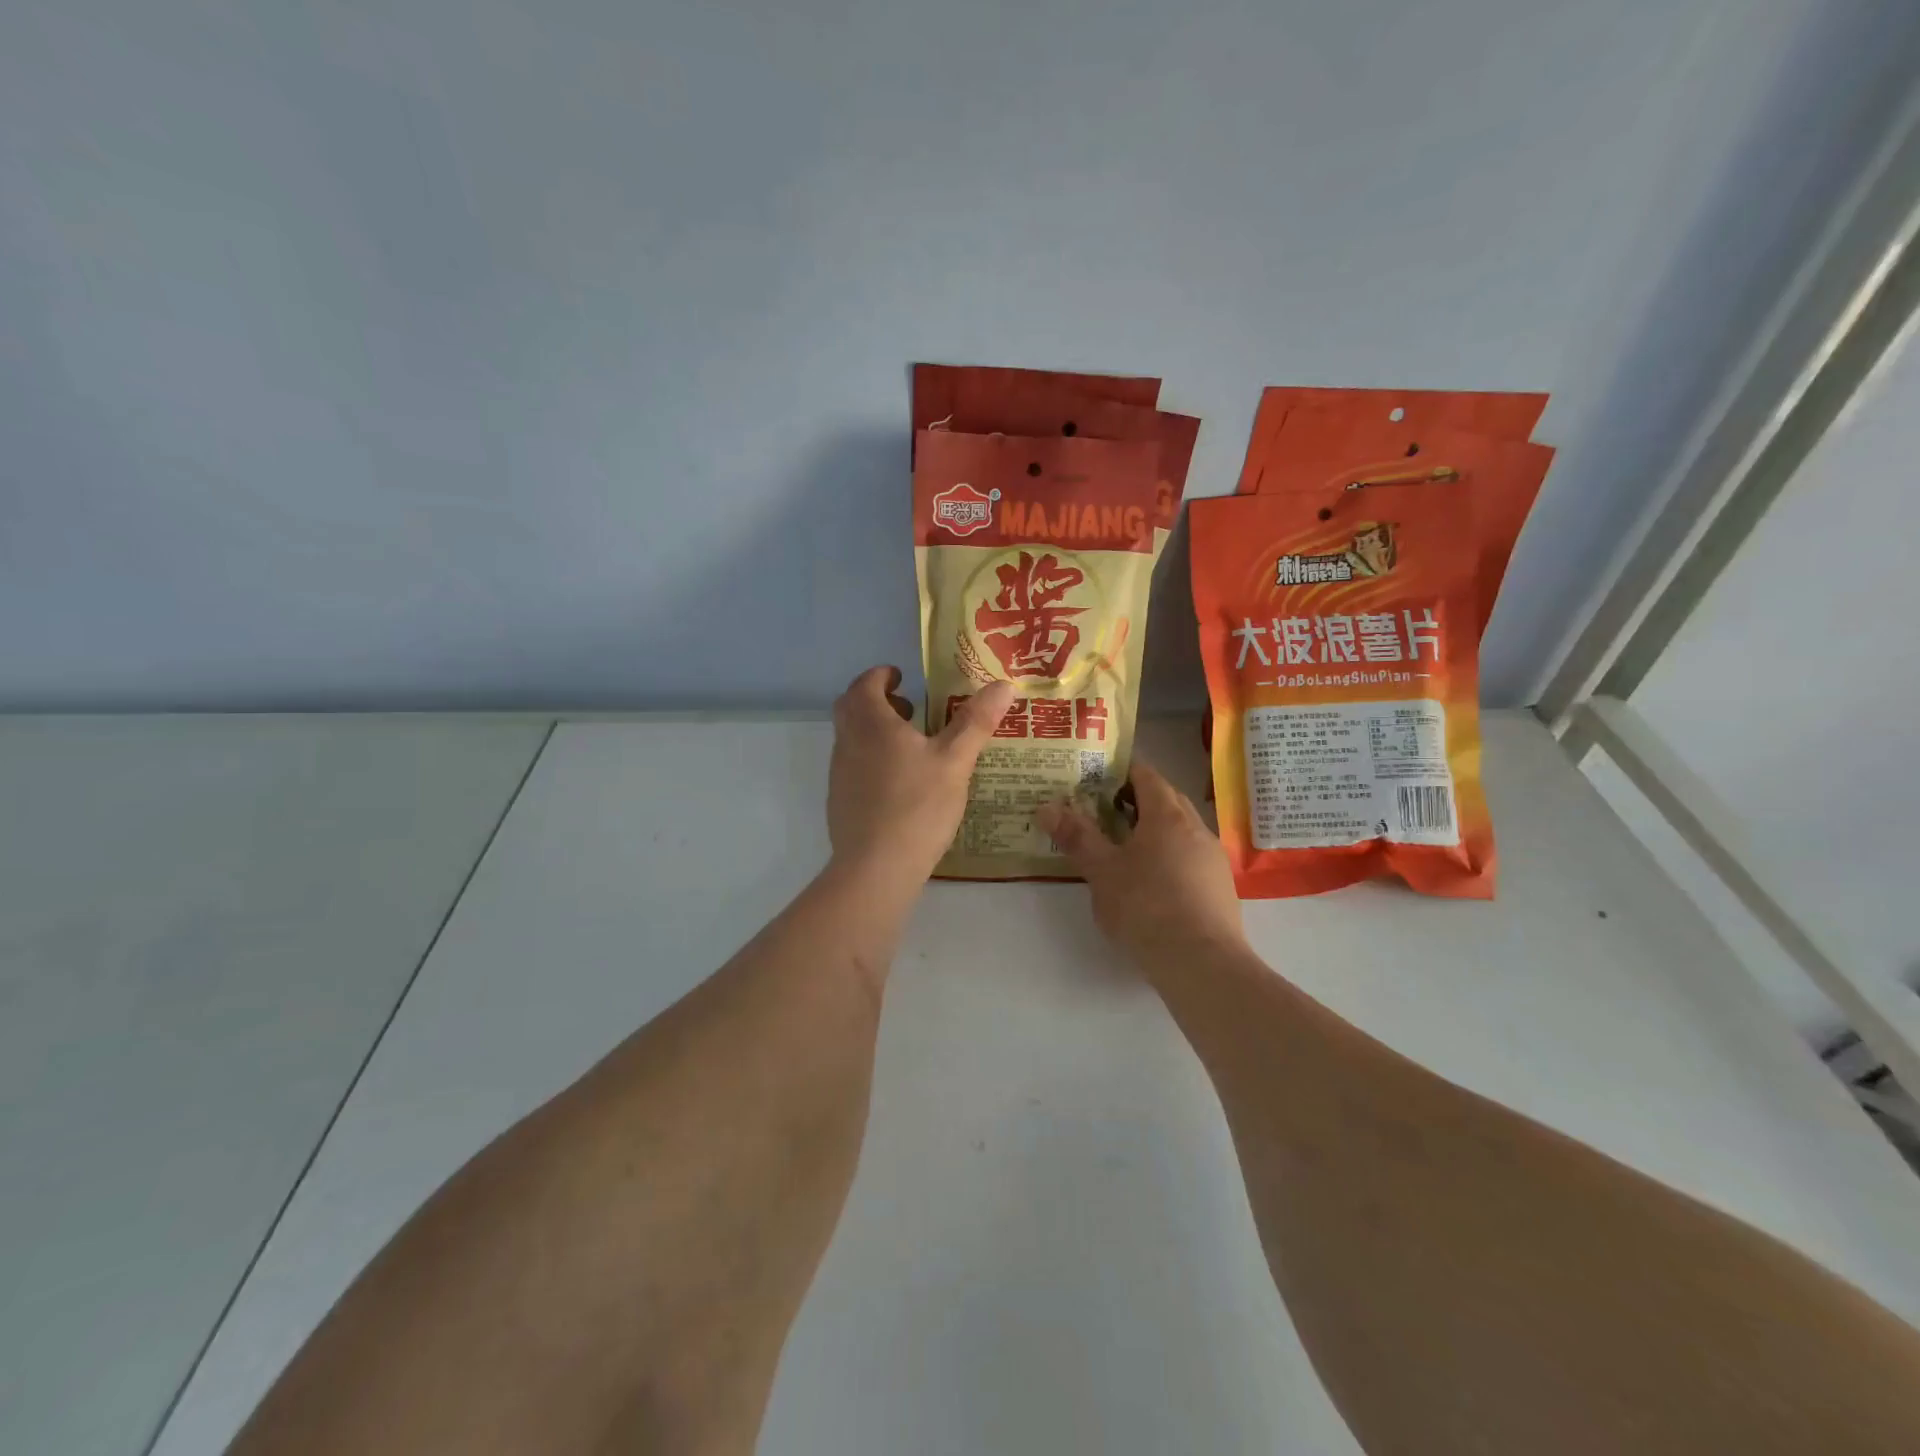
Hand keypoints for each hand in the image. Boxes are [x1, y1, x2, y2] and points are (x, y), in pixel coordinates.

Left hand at [828, 666, 1013, 883]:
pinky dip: (871, 759)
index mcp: (872, 724)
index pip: (865, 684)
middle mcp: (848, 742)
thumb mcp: (955, 761)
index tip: (901, 677)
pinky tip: (900, 784)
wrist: (876, 867)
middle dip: (876, 700)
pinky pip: (852, 766)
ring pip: (851, 738)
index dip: (881, 675)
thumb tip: (1004, 684)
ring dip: (874, 731)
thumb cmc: (917, 805)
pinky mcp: (839, 801)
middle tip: (908, 708)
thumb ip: (976, 721)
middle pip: (851, 708)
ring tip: (911, 746)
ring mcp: (839, 773)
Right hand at [1037, 759, 1244, 974]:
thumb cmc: (1146, 907)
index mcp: (1167, 816)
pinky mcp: (1221, 888)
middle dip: (1136, 800)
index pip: (1147, 775)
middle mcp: (1196, 829)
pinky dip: (1169, 857)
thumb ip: (1076, 837)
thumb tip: (1046, 807)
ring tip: (1124, 848)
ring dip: (1154, 831)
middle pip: (1166, 800)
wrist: (1202, 964)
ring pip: (1181, 831)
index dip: (1121, 771)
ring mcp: (1213, 859)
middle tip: (1103, 811)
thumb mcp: (1102, 871)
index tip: (1096, 779)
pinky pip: (1191, 858)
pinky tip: (1151, 883)